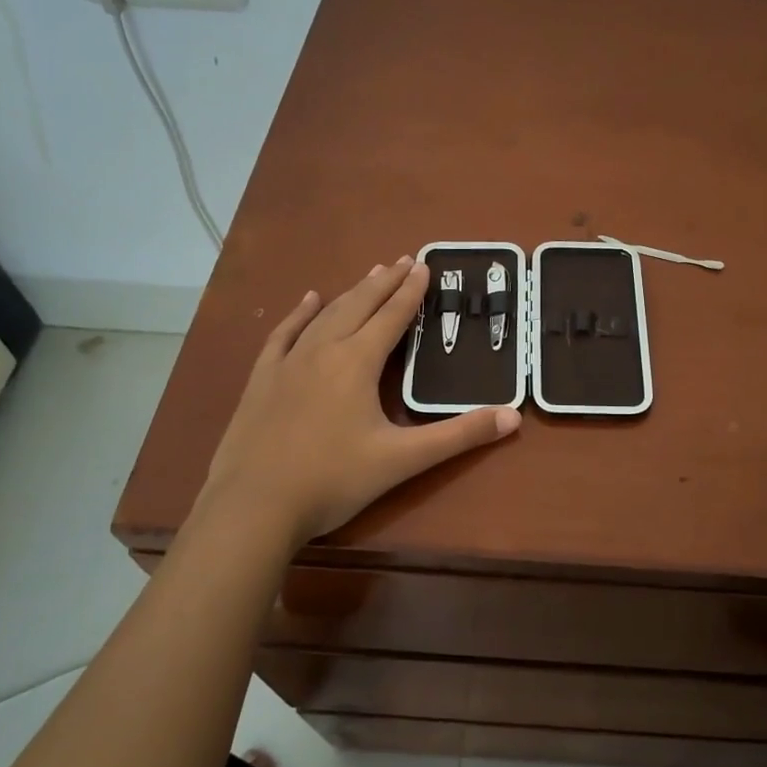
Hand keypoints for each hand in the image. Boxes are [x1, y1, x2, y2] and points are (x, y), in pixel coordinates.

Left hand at [191, 257, 520, 552]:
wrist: (253, 506)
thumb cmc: (333, 481)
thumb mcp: (403, 460)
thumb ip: (459, 436)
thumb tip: (513, 418)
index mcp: (357, 363)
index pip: (392, 316)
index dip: (411, 291)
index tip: (424, 265)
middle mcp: (323, 350)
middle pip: (359, 305)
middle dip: (385, 282)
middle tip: (403, 260)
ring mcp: (288, 363)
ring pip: (325, 315)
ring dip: (351, 292)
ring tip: (370, 274)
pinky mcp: (262, 380)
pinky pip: (284, 335)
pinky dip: (300, 314)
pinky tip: (309, 300)